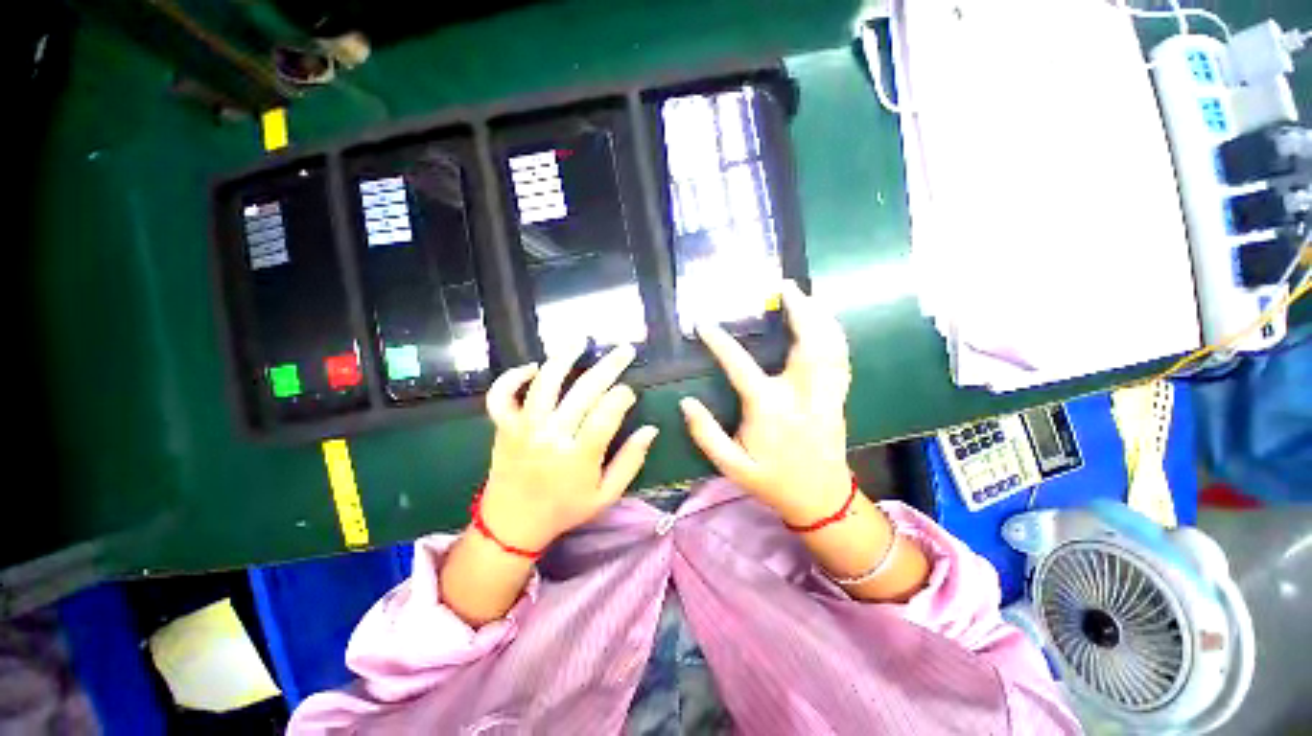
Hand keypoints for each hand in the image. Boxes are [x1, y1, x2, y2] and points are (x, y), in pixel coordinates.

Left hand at [479, 339, 658, 551]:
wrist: (512, 525)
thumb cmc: (564, 509)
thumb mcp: (606, 495)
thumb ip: (631, 461)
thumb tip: (651, 429)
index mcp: (579, 456)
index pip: (607, 414)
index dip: (623, 396)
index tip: (631, 391)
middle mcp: (551, 436)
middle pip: (583, 391)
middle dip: (609, 366)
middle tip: (625, 350)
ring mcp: (524, 428)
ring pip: (545, 383)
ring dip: (564, 357)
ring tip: (581, 340)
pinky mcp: (504, 426)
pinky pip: (501, 395)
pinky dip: (513, 377)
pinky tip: (534, 367)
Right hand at [680, 280, 852, 526]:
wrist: (821, 500)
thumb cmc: (772, 481)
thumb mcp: (731, 466)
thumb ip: (706, 434)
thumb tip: (686, 402)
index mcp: (770, 410)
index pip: (740, 366)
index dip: (719, 342)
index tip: (703, 323)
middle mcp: (802, 395)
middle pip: (806, 343)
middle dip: (798, 309)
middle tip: (784, 286)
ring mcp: (826, 394)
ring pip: (831, 346)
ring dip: (820, 316)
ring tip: (805, 295)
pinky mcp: (838, 397)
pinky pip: (842, 358)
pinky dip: (834, 335)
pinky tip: (825, 322)